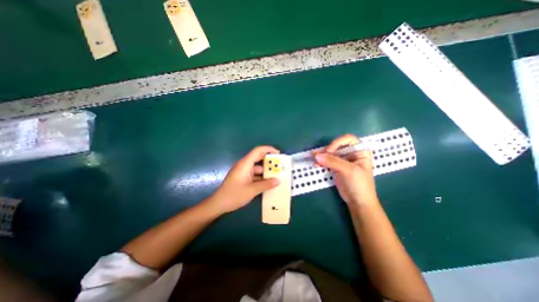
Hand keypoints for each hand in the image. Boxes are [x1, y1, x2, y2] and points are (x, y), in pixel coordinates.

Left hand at [207, 145, 281, 212]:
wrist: (219, 204)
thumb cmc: (234, 195)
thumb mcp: (252, 190)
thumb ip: (266, 184)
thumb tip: (278, 180)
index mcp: (245, 164)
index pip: (258, 151)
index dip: (269, 149)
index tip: (279, 154)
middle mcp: (244, 165)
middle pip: (258, 158)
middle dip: (270, 161)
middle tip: (280, 166)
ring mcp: (243, 171)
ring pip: (257, 167)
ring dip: (266, 171)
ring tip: (277, 175)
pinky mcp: (243, 177)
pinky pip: (255, 174)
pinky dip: (262, 177)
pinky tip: (269, 182)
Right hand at [312, 134, 377, 207]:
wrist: (358, 202)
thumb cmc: (359, 185)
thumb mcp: (349, 171)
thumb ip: (333, 162)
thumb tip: (316, 155)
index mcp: (360, 151)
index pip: (348, 139)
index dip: (338, 143)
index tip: (330, 151)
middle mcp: (351, 153)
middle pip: (337, 146)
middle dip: (326, 150)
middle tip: (317, 155)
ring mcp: (343, 160)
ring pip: (330, 153)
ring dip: (322, 155)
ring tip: (313, 158)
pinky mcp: (336, 167)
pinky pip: (327, 161)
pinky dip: (321, 161)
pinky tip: (315, 163)